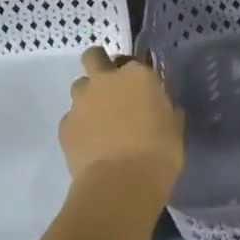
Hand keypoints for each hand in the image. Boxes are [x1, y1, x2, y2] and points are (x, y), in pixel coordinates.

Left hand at [60, 47, 185, 191]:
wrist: (121, 183)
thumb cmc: (159, 153)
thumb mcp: (174, 127)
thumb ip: (165, 110)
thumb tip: (161, 109)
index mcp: (137, 75)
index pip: (133, 61)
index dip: (135, 74)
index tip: (140, 90)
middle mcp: (105, 80)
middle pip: (93, 57)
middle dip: (99, 66)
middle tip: (111, 89)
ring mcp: (80, 102)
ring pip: (79, 87)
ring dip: (89, 98)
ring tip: (100, 122)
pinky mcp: (65, 125)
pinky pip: (72, 119)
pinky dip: (80, 127)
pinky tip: (92, 145)